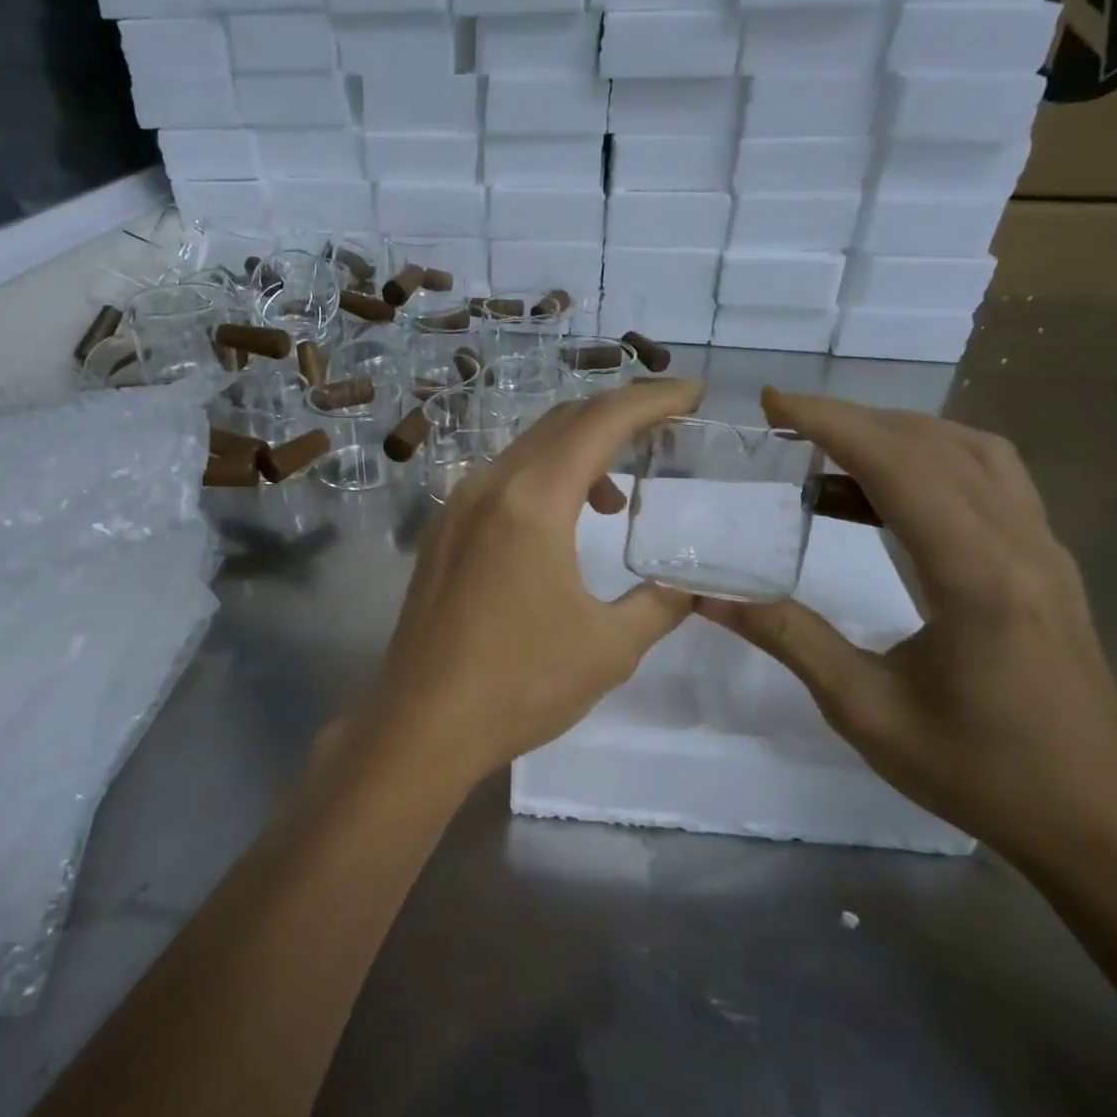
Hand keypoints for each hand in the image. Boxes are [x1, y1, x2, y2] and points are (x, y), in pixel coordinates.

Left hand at [351, 379, 704, 787]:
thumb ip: (660, 604)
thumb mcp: (609, 648)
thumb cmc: (519, 684)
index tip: (694, 393)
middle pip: (561, 424)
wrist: (422, 724)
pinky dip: (542, 482)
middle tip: (665, 428)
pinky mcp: (441, 534)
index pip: (600, 422)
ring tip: (616, 497)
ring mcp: (456, 508)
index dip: (652, 399)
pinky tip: (560, 525)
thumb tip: (691, 586)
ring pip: (526, 451)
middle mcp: (488, 486)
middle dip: (617, 416)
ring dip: (578, 454)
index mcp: (531, 500)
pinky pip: (500, 482)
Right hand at [700, 388, 1116, 868]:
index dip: (832, 424)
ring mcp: (1042, 551)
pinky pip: (990, 482)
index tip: (772, 403)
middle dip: (855, 419)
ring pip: (973, 453)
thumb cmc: (977, 771)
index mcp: (976, 577)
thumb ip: (788, 639)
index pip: (899, 468)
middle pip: (938, 445)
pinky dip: (929, 463)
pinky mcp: (1045, 565)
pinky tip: (880, 493)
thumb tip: (708, 598)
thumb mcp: (864, 708)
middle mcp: (1020, 545)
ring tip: (828, 448)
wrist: (1097, 820)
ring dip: (898, 434)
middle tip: (785, 422)